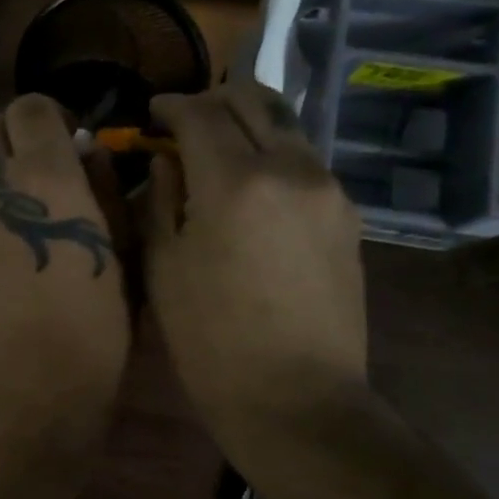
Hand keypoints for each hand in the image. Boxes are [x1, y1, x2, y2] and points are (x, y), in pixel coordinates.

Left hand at [0, 96, 129, 454]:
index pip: (29, 107)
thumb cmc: (95, 332)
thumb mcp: (120, 256)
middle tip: (33, 185)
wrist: (27, 399)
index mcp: (43, 178)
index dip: (46, 118)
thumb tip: (87, 153)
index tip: (61, 145)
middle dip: (7, 143)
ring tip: (12, 256)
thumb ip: (105, 192)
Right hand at [140, 81, 367, 462]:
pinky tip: (253, 186)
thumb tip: (166, 161)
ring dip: (248, 123)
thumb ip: (160, 200)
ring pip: (286, 126)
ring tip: (219, 148)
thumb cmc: (211, 341)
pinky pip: (305, 161)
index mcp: (235, 182)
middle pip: (253, 101)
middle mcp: (290, 168)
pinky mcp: (347, 215)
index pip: (200, 114)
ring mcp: (328, 189)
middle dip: (213, 100)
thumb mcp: (164, 269)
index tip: (151, 114)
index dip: (171, 106)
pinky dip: (273, 154)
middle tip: (184, 121)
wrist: (296, 398)